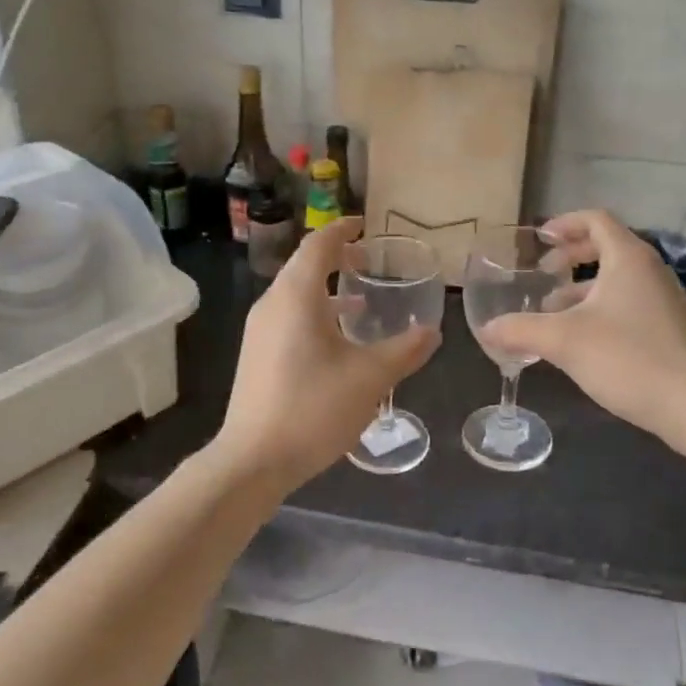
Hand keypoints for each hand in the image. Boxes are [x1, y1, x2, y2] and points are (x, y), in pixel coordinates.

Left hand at [218, 217, 440, 487]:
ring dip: (327, 289)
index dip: (342, 230)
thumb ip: (404, 350)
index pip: (318, 245)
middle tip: (369, 261)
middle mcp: (272, 304)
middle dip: (337, 258)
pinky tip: (338, 341)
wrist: (253, 460)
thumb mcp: (370, 378)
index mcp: (296, 297)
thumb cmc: (313, 408)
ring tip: (361, 300)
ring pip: (296, 294)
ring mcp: (259, 331)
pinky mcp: (257, 355)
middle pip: (304, 266)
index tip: (365, 225)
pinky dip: (315, 314)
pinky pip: (288, 317)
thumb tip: (432, 332)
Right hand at [481, 209, 685, 447]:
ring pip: (617, 279)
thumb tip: (485, 330)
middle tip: (544, 274)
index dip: (564, 223)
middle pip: (607, 246)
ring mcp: (664, 300)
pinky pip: (629, 303)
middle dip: (571, 256)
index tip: (539, 240)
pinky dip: (600, 308)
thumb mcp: (564, 341)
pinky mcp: (670, 329)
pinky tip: (582, 341)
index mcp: (628, 258)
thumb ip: (520, 330)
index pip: (596, 219)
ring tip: (553, 313)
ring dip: (583, 287)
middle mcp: (650, 271)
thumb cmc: (628, 358)